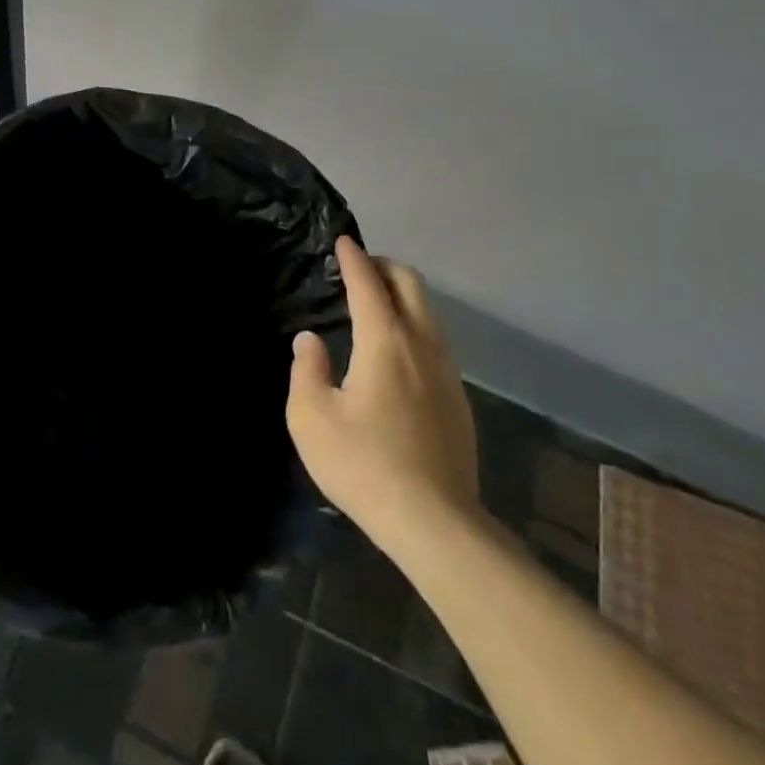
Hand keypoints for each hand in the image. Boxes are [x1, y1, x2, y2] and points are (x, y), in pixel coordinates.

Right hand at [286, 237, 481, 553]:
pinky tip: (396, 352)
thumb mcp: (311, 418)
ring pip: (428, 312)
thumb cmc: (364, 465)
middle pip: (411, 284)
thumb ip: (306, 369)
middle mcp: (422, 345)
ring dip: (402, 295)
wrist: (436, 525)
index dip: (353, 257)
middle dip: (384, 266)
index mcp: (385, 342)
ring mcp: (447, 372)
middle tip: (358, 269)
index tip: (342, 240)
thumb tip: (310, 340)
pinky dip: (414, 324)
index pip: (368, 283)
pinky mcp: (458, 399)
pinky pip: (435, 340)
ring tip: (375, 305)